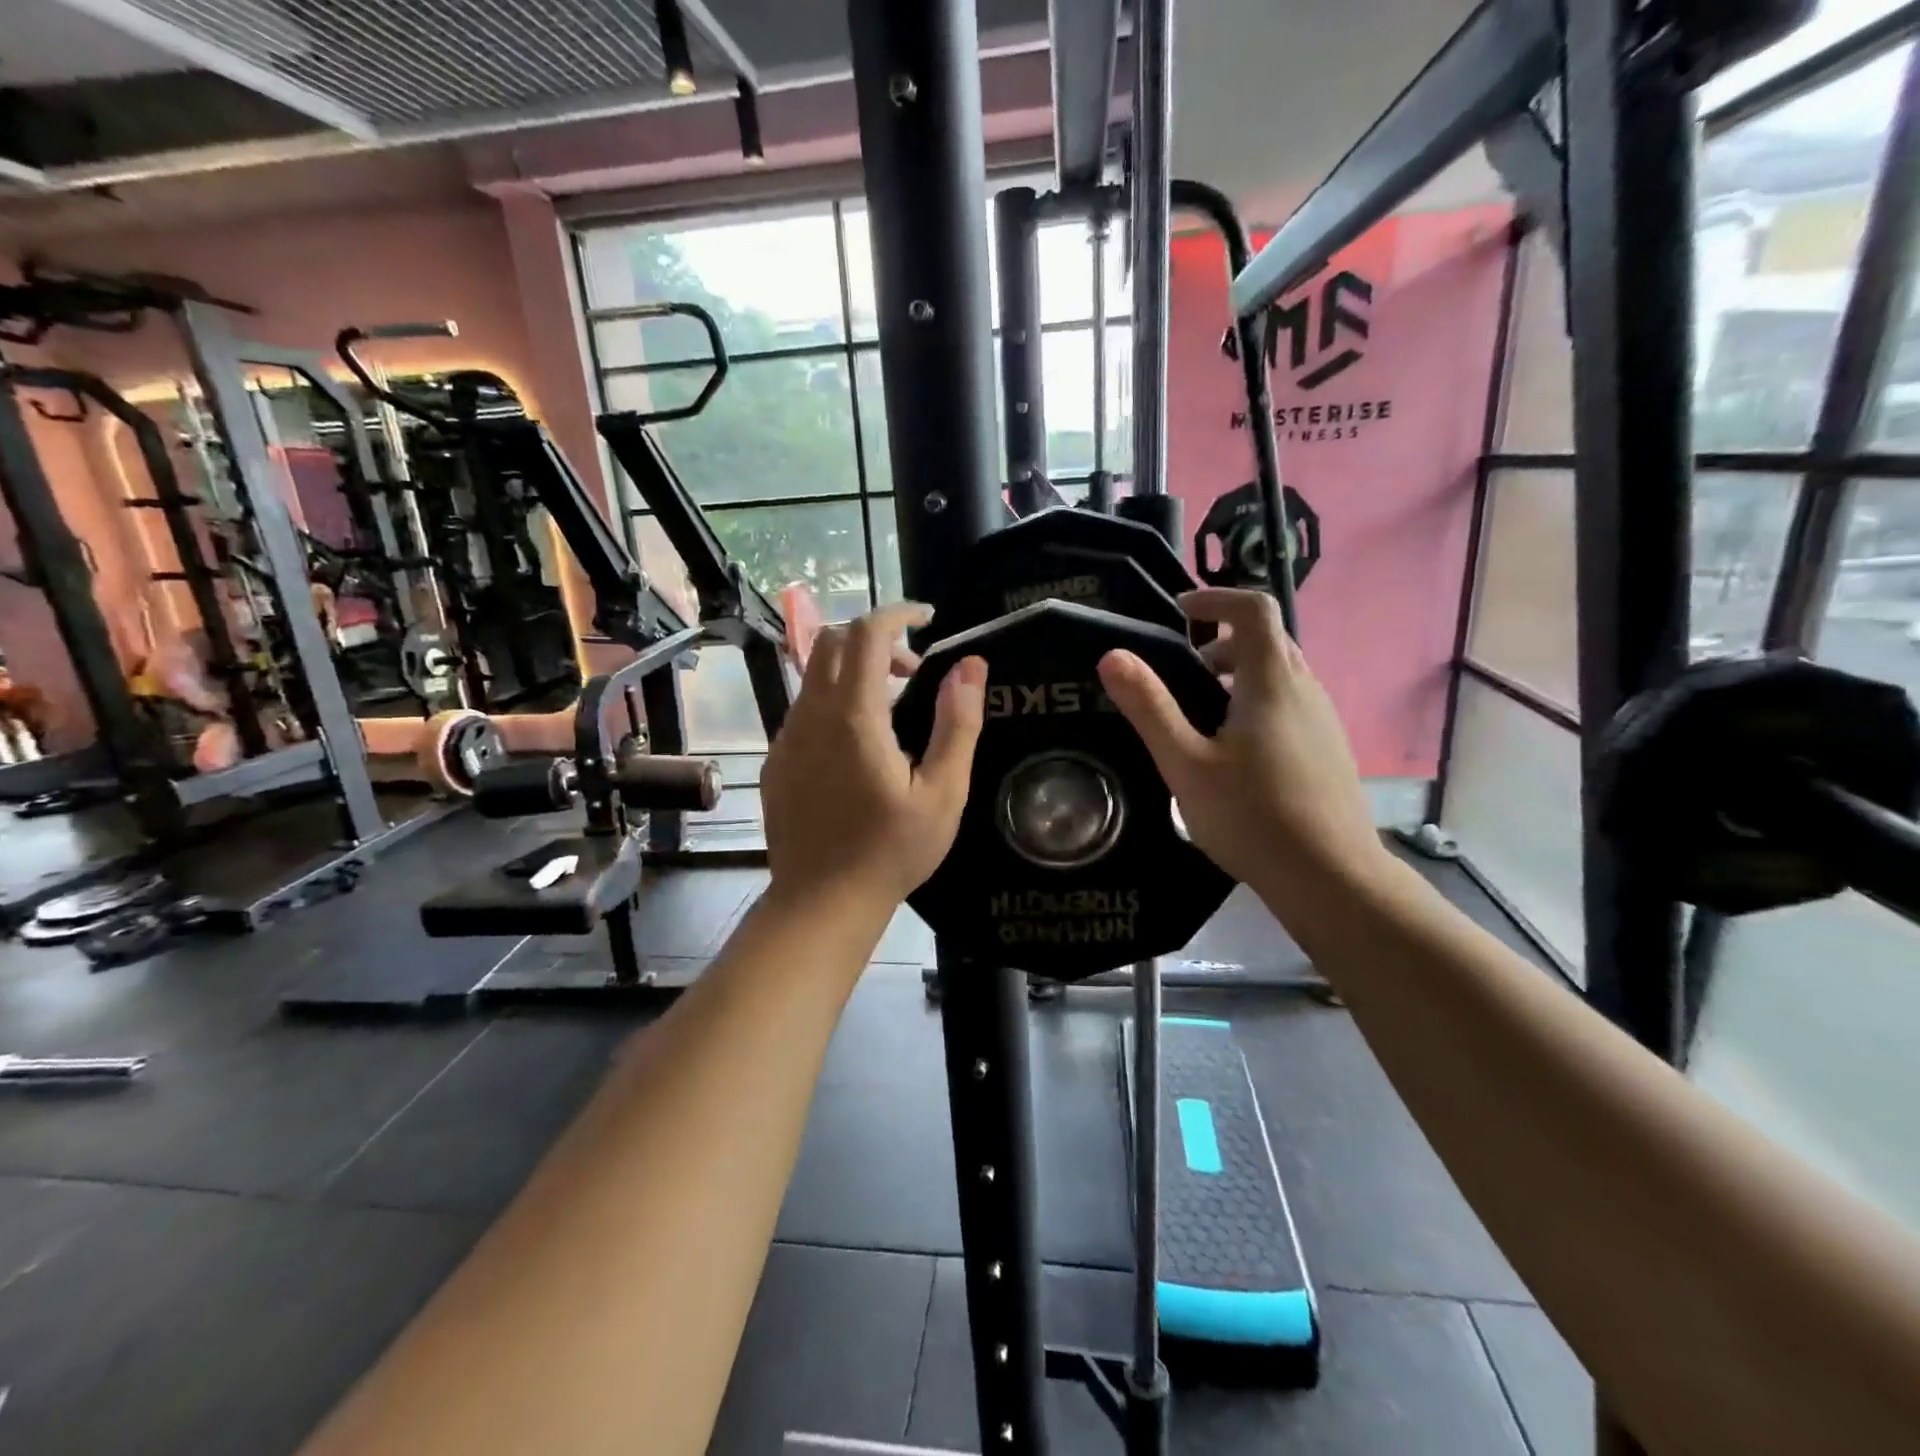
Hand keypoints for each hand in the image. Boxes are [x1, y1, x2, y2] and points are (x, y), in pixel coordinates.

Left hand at [762, 603, 987, 913]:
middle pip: (833, 642)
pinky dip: (835, 703)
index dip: (898, 612)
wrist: (821, 903)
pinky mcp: (776, 761)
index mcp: (854, 717)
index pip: (867, 633)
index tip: (927, 617)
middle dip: (876, 639)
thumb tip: (971, 665)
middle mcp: (811, 716)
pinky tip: (859, 747)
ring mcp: (786, 738)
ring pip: (815, 676)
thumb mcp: (943, 792)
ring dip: (855, 672)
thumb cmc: (891, 851)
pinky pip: (804, 710)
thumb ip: (959, 724)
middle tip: (913, 671)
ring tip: (893, 712)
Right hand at [1096, 588, 1386, 895]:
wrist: (1331, 877)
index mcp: (1271, 682)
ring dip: (1239, 674)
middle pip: (1268, 640)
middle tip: (1183, 670)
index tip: (1179, 610)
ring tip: (1201, 714)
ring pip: (1281, 674)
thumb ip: (1150, 708)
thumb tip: (1112, 655)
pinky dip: (1258, 702)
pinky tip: (1234, 752)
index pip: (1254, 608)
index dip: (1216, 597)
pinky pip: (1290, 703)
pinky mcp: (1329, 748)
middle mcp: (1305, 689)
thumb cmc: (1252, 816)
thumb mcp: (1186, 764)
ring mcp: (1323, 720)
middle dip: (1222, 641)